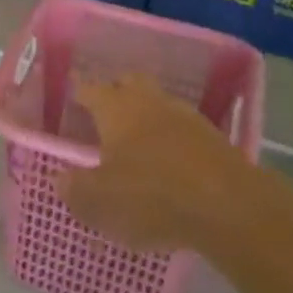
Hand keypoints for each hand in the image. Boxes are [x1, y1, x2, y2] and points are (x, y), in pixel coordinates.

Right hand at [57, 76, 255, 252]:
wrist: (232, 208)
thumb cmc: (152, 196)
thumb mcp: (100, 201)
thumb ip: (75, 189)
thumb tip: (60, 179)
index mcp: (115, 108)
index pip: (89, 88)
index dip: (78, 92)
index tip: (71, 97)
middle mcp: (149, 102)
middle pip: (129, 83)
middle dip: (116, 92)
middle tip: (104, 114)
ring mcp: (186, 117)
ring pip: (159, 104)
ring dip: (147, 116)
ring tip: (137, 142)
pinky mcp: (215, 140)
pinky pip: (184, 130)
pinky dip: (173, 140)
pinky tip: (170, 163)